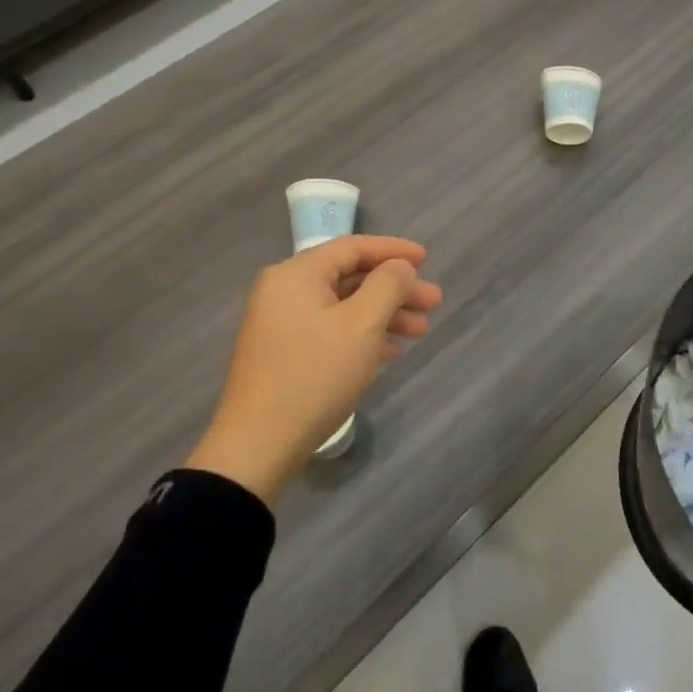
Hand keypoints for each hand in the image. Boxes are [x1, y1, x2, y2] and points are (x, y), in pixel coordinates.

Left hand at [185, 236, 442, 504]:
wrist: (259, 444)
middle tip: (433, 303)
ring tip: (420, 331)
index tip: (426, 259)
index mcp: (297, 275)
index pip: (352, 247)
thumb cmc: (315, 375)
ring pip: (343, 306)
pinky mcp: (284, 353)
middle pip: (350, 277)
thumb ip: (387, 286)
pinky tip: (390, 352)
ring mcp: (281, 324)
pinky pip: (330, 329)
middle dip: (395, 289)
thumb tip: (400, 267)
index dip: (393, 251)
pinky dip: (362, 334)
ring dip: (383, 314)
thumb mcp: (362, 325)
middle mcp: (284, 291)